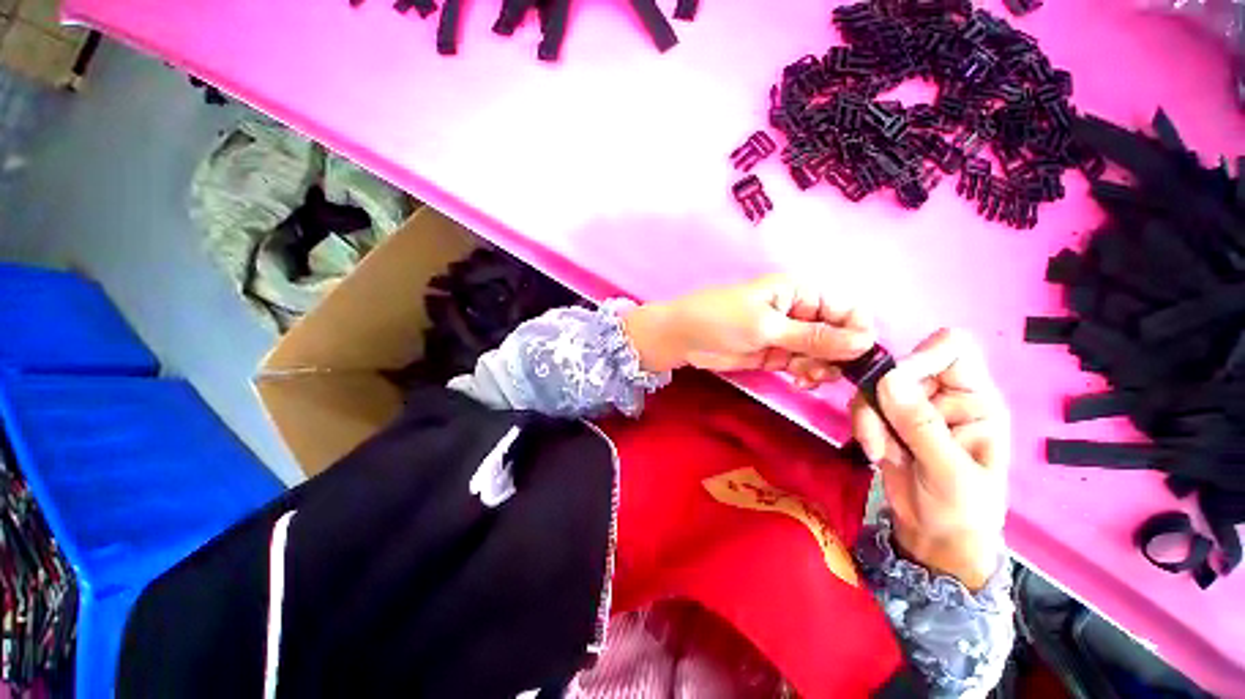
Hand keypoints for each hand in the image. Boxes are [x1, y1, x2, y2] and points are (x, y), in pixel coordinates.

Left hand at [622, 275, 874, 386]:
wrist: (682, 338)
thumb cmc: (721, 320)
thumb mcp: (766, 326)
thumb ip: (813, 337)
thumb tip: (865, 342)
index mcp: (800, 292)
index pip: (847, 308)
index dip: (858, 331)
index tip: (855, 355)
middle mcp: (800, 312)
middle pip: (839, 334)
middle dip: (838, 354)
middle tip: (822, 370)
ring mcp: (788, 335)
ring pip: (824, 353)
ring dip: (822, 367)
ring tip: (804, 375)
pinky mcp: (776, 354)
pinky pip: (804, 365)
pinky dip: (807, 374)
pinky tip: (799, 380)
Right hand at [851, 329, 1009, 589]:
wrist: (935, 535)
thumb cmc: (962, 509)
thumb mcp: (949, 471)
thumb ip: (920, 426)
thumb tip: (887, 380)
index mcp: (976, 400)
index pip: (952, 349)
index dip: (922, 356)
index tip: (895, 383)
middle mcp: (943, 395)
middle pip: (900, 368)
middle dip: (883, 401)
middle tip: (881, 436)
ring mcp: (911, 407)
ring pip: (874, 388)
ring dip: (869, 419)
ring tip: (881, 453)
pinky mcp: (886, 419)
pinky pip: (862, 406)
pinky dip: (863, 427)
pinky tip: (877, 454)